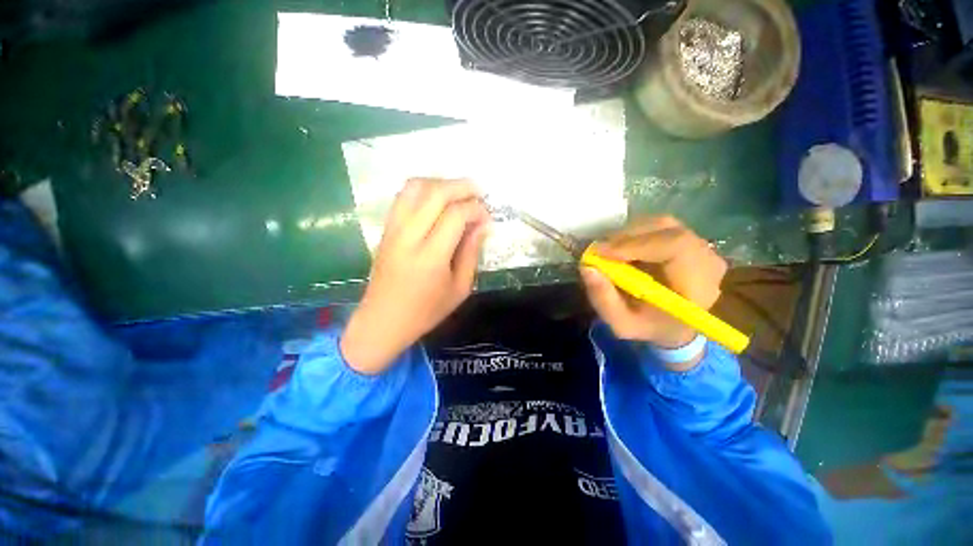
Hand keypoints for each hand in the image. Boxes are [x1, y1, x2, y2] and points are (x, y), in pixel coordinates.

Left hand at [341, 178, 490, 374]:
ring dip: (440, 183)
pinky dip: (423, 189)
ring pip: (415, 187)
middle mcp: (409, 237)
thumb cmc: (426, 311)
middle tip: (478, 192)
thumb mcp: (460, 288)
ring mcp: (393, 230)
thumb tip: (483, 225)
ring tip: (458, 193)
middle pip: (435, 193)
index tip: (486, 217)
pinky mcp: (385, 229)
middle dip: (461, 186)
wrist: (382, 320)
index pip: (455, 215)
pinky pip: (403, 196)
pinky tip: (437, 200)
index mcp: (431, 257)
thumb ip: (471, 253)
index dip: (475, 209)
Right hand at [580, 216, 726, 357]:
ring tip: (608, 252)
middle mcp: (707, 260)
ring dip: (628, 234)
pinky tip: (622, 249)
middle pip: (666, 229)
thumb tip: (587, 267)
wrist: (675, 325)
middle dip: (625, 238)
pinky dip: (635, 233)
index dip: (636, 244)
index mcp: (699, 286)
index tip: (602, 252)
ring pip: (660, 224)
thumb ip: (604, 299)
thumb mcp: (622, 324)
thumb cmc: (650, 326)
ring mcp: (700, 246)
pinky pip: (659, 226)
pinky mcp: (689, 239)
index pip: (676, 246)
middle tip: (598, 252)